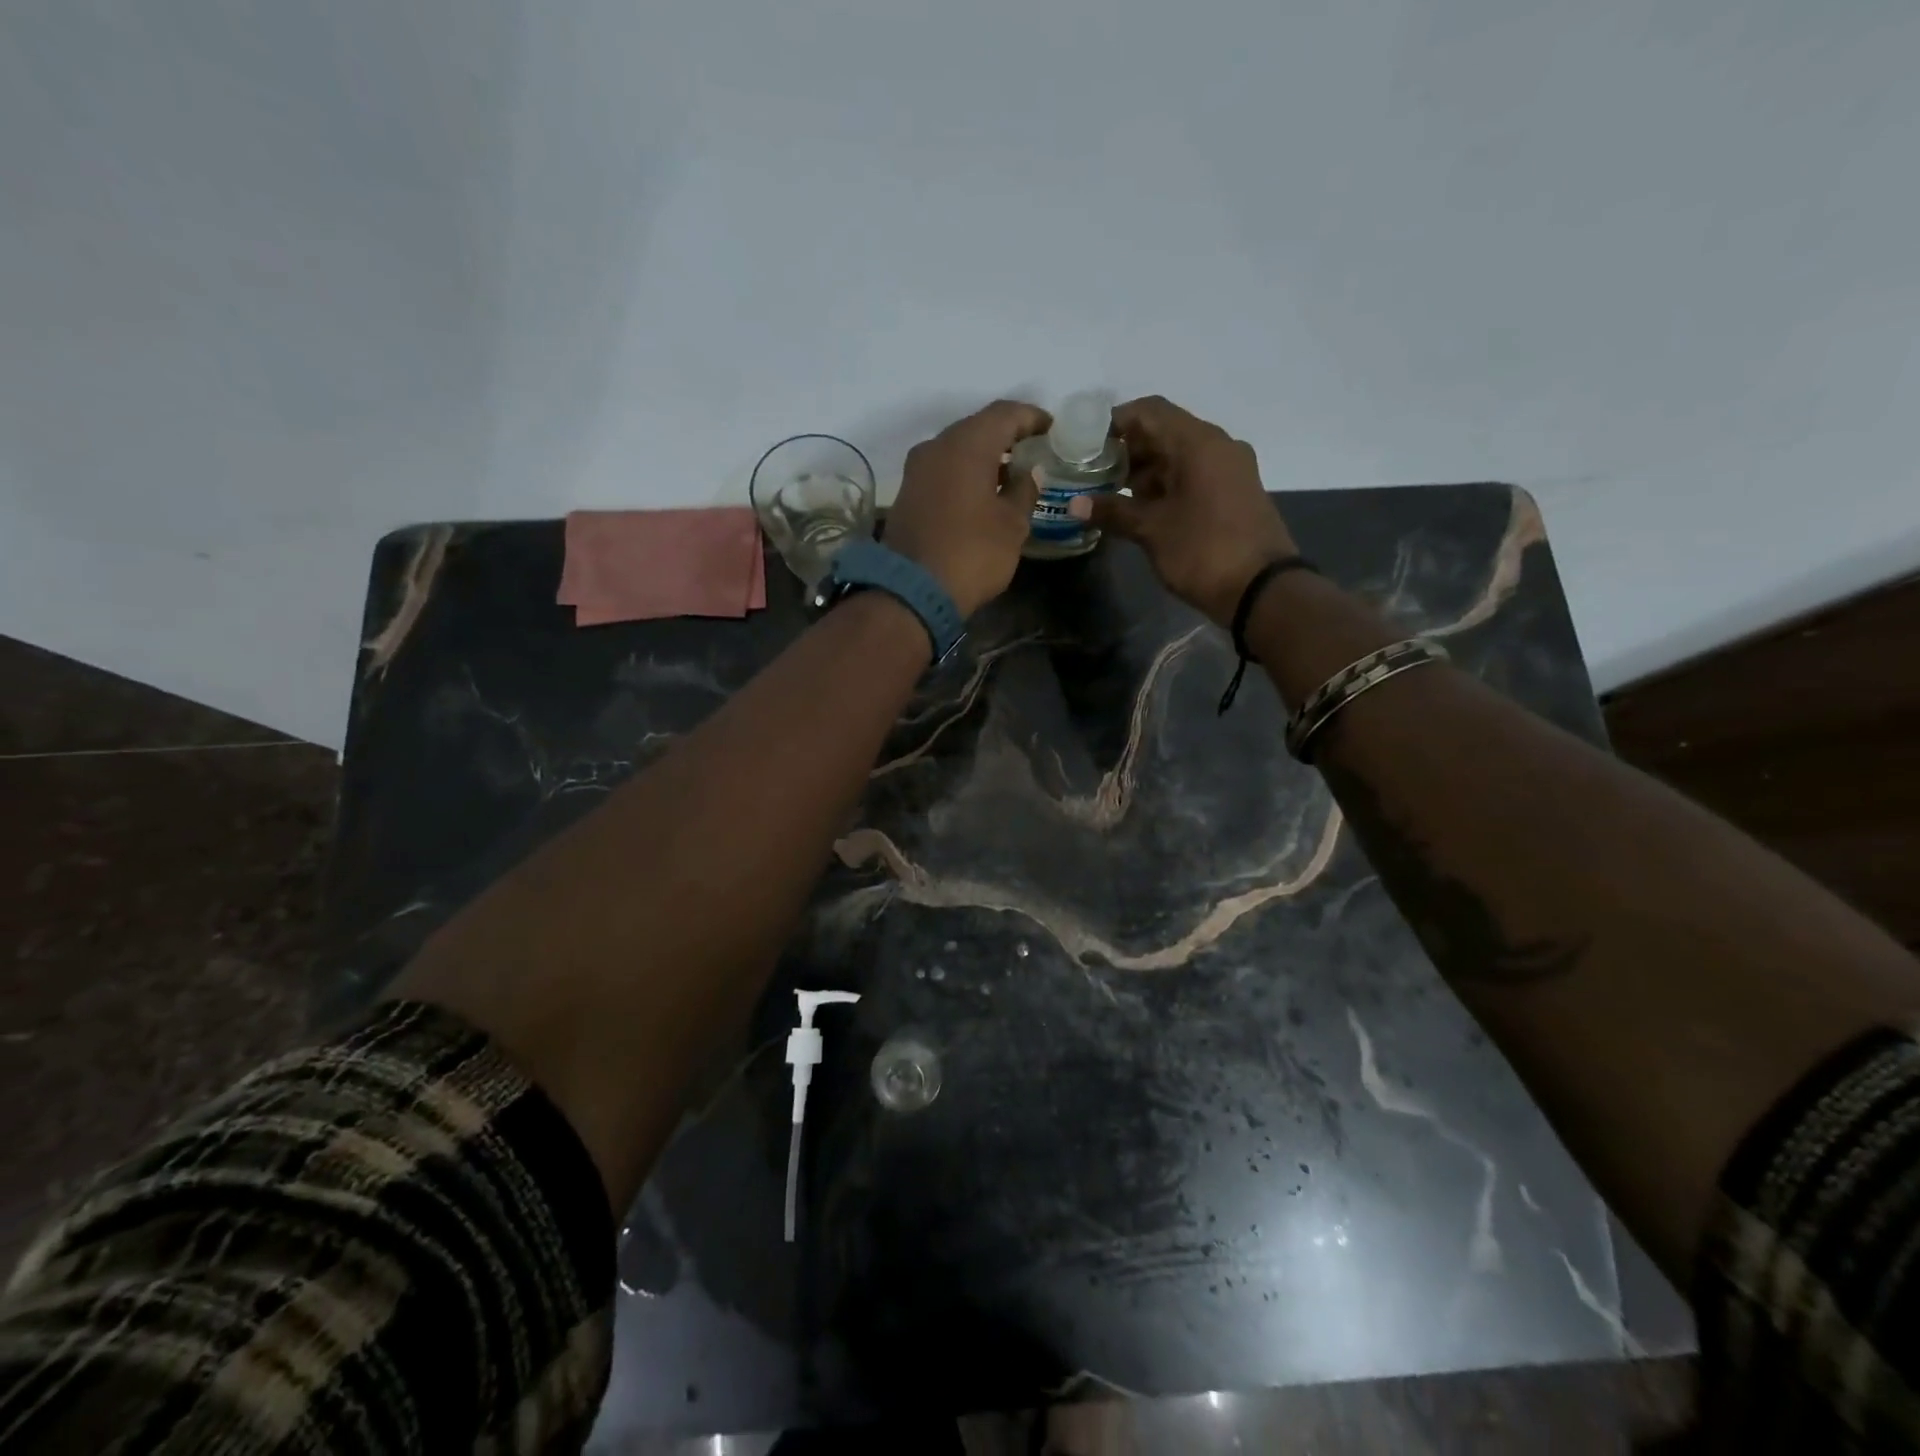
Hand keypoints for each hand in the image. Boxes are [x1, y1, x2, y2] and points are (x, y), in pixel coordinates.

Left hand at [885, 400, 1047, 617]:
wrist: (911, 592)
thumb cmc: (972, 554)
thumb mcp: (1012, 525)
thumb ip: (1024, 490)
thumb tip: (1027, 472)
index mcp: (966, 445)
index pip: (1005, 413)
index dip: (1032, 417)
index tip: (1052, 429)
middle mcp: (936, 447)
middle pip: (977, 427)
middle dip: (1006, 436)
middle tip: (1032, 451)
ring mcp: (916, 470)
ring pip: (957, 449)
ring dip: (984, 457)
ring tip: (1010, 475)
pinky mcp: (906, 494)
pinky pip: (942, 471)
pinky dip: (964, 474)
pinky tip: (982, 493)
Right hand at [1069, 396, 1297, 626]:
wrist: (1262, 590)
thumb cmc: (1203, 551)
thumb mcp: (1152, 531)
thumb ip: (1112, 511)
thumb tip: (1074, 504)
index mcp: (1198, 443)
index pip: (1149, 411)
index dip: (1114, 423)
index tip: (1085, 445)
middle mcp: (1217, 445)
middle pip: (1164, 431)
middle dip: (1127, 451)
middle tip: (1092, 475)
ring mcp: (1229, 469)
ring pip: (1178, 455)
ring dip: (1145, 471)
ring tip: (1111, 496)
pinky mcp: (1234, 492)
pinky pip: (1194, 475)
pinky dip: (1166, 485)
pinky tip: (1141, 509)